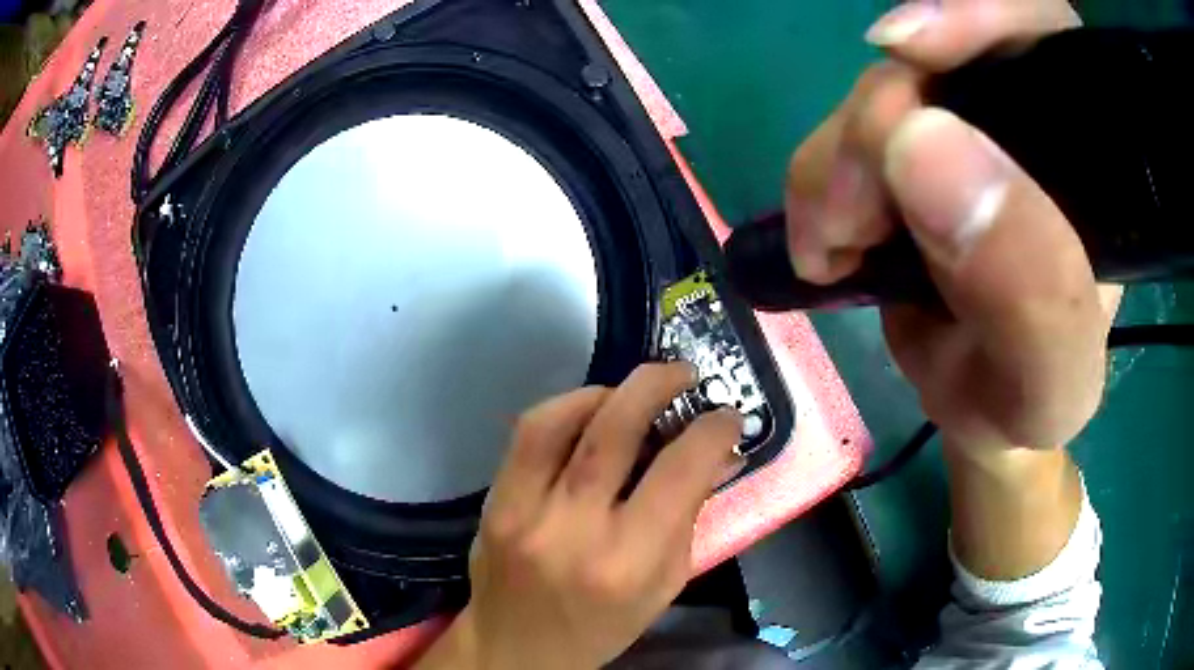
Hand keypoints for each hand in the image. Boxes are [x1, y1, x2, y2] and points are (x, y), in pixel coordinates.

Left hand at [416, 363, 743, 669]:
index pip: (680, 472)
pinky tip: (588, 411)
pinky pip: (528, 432)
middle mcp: (575, 530)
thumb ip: (690, 517)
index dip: (712, 430)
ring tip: (634, 392)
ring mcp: (525, 511)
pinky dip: (565, 407)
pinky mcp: (495, 500)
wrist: (517, 647)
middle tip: (684, 374)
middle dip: (658, 385)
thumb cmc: (602, 625)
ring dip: (609, 391)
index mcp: (628, 563)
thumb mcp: (664, 585)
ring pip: (564, 419)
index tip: (727, 414)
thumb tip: (717, 454)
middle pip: (616, 429)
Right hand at [786, 0, 1116, 451]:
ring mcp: (967, 126)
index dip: (985, 17)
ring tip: (836, 245)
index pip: (1053, 39)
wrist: (978, 410)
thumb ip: (1027, 293)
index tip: (908, 48)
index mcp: (1096, 167)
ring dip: (841, 158)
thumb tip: (919, 144)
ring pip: (884, 88)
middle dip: (885, 113)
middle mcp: (1033, 126)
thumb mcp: (1043, 385)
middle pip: (949, 56)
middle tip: (853, 212)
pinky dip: (820, 174)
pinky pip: (846, 125)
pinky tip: (828, 235)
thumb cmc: (1024, 405)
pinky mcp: (910, 146)